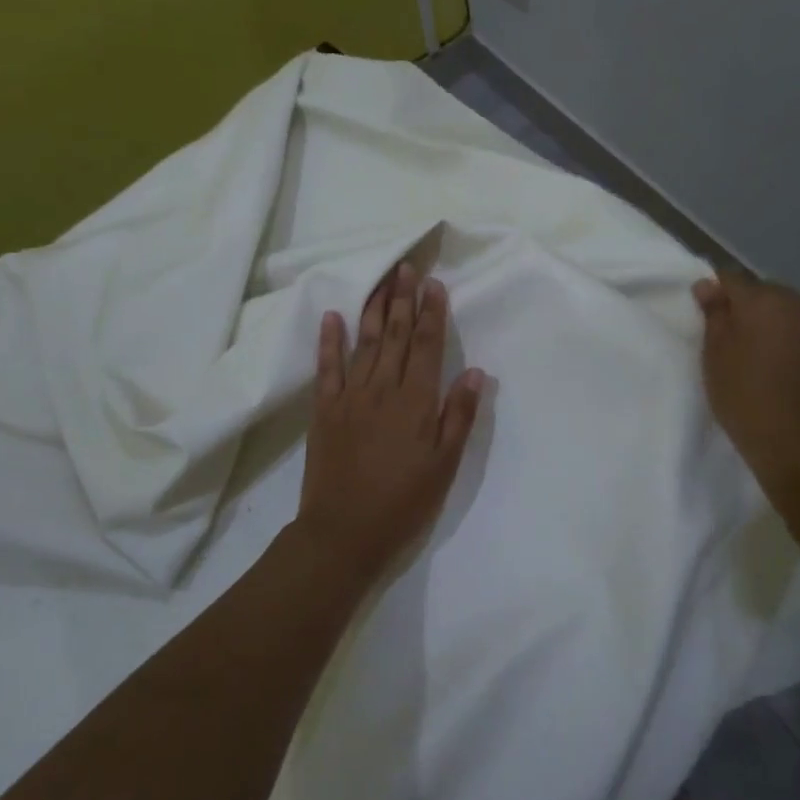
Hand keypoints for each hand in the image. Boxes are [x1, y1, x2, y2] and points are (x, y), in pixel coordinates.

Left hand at [297, 263, 485, 581]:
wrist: (344, 533)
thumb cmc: (403, 502)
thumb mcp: (444, 465)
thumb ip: (458, 415)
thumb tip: (475, 372)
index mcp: (415, 401)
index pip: (426, 346)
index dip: (431, 313)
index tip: (433, 283)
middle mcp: (383, 389)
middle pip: (394, 335)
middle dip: (402, 299)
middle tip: (406, 266)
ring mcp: (350, 397)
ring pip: (364, 343)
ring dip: (373, 309)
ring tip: (381, 280)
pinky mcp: (325, 411)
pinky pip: (327, 369)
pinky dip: (330, 341)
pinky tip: (333, 317)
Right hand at [692, 273, 799, 492]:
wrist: (796, 444)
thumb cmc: (744, 398)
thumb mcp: (714, 357)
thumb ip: (714, 315)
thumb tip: (708, 285)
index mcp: (760, 300)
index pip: (731, 280)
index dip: (717, 293)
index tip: (708, 313)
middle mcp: (796, 302)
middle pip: (766, 292)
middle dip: (750, 306)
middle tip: (737, 335)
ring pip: (795, 305)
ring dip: (780, 316)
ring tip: (771, 344)